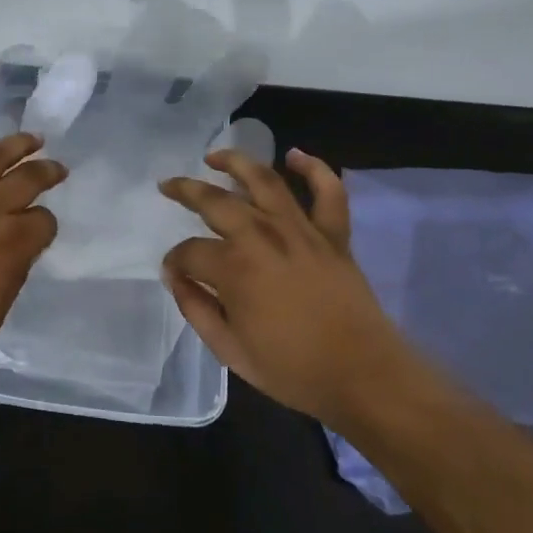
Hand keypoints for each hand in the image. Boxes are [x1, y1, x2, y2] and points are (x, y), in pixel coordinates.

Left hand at [0, 129, 64, 376]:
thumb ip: (12, 275)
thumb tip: (19, 251)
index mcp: (9, 245)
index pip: (43, 221)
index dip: (46, 225)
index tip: (42, 229)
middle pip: (26, 180)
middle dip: (47, 172)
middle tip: (57, 168)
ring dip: (16, 144)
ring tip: (32, 139)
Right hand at [159, 148, 400, 421]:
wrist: (364, 377)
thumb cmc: (293, 370)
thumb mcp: (230, 351)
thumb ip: (196, 309)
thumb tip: (175, 278)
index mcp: (234, 269)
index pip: (190, 252)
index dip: (175, 261)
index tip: (174, 273)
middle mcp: (262, 237)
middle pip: (215, 200)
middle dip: (185, 190)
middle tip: (168, 186)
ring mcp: (300, 230)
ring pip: (264, 180)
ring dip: (236, 162)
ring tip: (215, 156)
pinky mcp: (333, 235)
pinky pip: (328, 192)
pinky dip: (314, 169)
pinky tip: (295, 155)